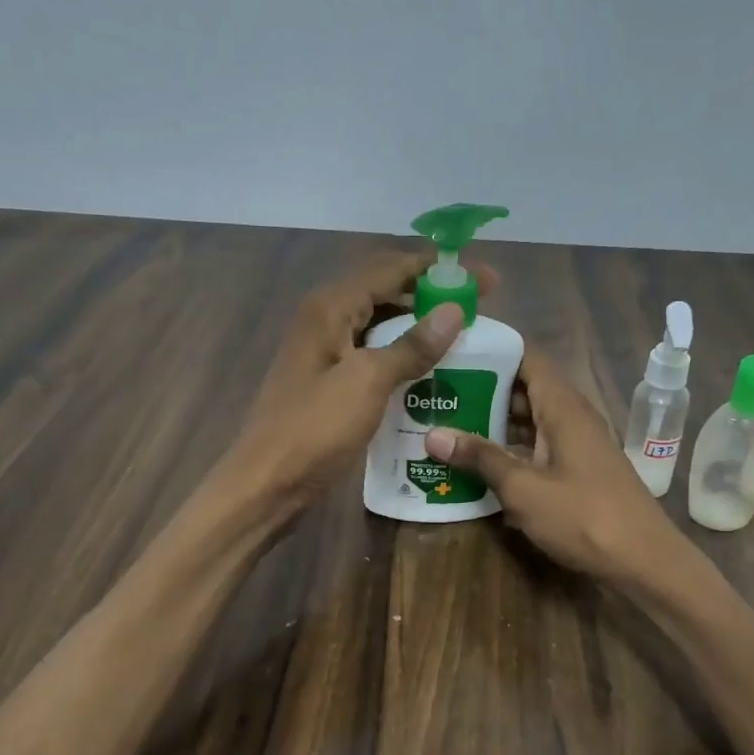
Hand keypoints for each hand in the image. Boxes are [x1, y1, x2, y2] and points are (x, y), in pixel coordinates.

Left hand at [220, 252, 492, 516]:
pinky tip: (430, 372)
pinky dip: (402, 356)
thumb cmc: (314, 431)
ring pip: (380, 325)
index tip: (486, 279)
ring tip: (462, 337)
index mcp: (330, 308)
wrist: (267, 485)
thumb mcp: (367, 383)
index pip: (391, 268)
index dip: (440, 269)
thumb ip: (412, 346)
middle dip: (432, 295)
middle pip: (385, 291)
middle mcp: (325, 320)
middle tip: (479, 309)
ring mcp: (325, 352)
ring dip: (419, 326)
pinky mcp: (329, 382)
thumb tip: (455, 311)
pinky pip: (373, 355)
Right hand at [424, 349, 683, 583]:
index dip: (492, 349)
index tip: (450, 349)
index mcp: (563, 407)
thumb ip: (481, 458)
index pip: (527, 357)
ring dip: (492, 423)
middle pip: (523, 389)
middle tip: (436, 392)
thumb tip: (433, 434)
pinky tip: (476, 465)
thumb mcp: (524, 488)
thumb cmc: (584, 516)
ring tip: (444, 423)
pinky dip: (509, 451)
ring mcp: (576, 446)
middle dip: (481, 389)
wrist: (643, 561)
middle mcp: (571, 417)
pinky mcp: (576, 472)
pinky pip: (537, 448)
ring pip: (528, 422)